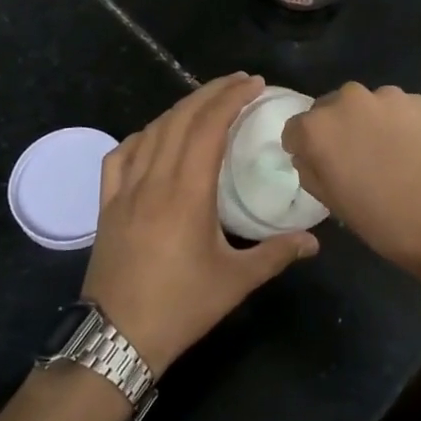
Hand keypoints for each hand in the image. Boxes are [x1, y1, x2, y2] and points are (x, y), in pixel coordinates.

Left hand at [82, 73, 318, 374]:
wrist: (115, 338)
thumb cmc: (180, 307)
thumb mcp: (235, 282)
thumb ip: (276, 254)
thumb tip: (314, 241)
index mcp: (187, 191)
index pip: (209, 127)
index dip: (231, 98)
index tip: (254, 84)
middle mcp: (154, 179)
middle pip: (181, 119)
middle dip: (211, 92)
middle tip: (239, 82)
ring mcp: (125, 190)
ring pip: (152, 131)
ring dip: (180, 109)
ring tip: (205, 102)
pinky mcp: (106, 204)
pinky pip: (120, 156)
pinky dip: (141, 136)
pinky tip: (153, 137)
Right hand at [281, 83, 420, 284]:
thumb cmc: (388, 224)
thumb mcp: (336, 206)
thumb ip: (313, 172)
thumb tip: (309, 156)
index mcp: (320, 129)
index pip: (296, 128)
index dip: (304, 147)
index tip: (318, 164)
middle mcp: (349, 101)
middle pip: (331, 109)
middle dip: (338, 130)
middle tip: (357, 160)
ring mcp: (389, 97)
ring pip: (368, 106)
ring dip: (371, 124)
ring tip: (392, 155)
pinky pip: (400, 109)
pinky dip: (401, 124)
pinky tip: (418, 150)